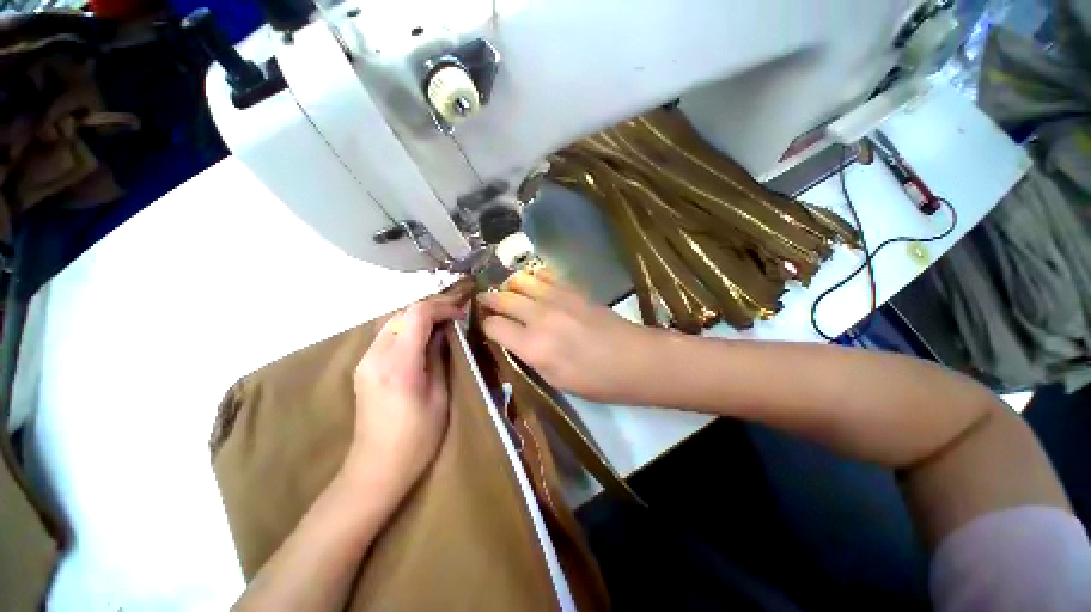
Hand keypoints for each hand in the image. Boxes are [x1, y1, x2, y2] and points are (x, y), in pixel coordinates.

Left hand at [345, 297, 461, 497]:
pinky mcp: (363, 366)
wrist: (377, 467)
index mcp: (398, 366)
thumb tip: (446, 331)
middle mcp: (375, 357)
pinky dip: (407, 328)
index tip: (461, 313)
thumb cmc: (418, 437)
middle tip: (455, 313)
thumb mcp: (440, 396)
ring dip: (419, 316)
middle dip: (431, 307)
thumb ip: (440, 357)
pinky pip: (386, 334)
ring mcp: (365, 360)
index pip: (417, 315)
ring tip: (443, 322)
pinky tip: (423, 337)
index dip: (442, 307)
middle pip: (402, 313)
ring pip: (393, 320)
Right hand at [479, 269, 662, 402]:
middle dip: (488, 300)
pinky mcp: (573, 289)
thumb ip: (528, 357)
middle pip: (503, 298)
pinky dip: (532, 278)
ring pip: (520, 280)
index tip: (485, 327)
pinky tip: (532, 284)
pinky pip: (544, 275)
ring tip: (507, 293)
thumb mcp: (554, 380)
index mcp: (533, 346)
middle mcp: (540, 316)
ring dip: (509, 286)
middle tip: (484, 303)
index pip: (494, 326)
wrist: (634, 359)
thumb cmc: (595, 380)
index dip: (485, 326)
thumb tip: (511, 341)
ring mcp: (557, 298)